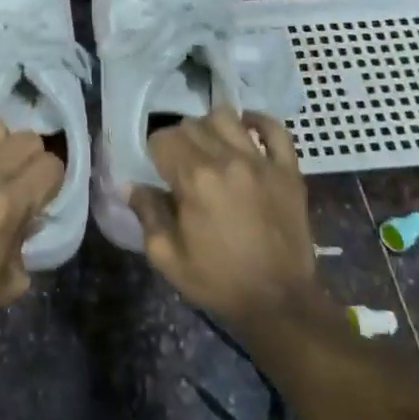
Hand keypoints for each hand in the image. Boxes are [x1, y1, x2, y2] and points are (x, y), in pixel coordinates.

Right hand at [130, 111, 323, 330]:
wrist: (279, 302)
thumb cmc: (218, 281)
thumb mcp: (167, 257)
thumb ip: (147, 214)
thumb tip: (130, 185)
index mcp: (194, 180)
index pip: (163, 139)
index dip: (155, 152)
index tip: (157, 170)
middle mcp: (227, 160)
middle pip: (192, 125)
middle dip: (179, 140)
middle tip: (180, 164)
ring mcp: (262, 162)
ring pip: (227, 117)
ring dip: (210, 127)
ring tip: (210, 148)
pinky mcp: (288, 170)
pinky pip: (274, 129)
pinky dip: (257, 122)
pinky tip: (245, 132)